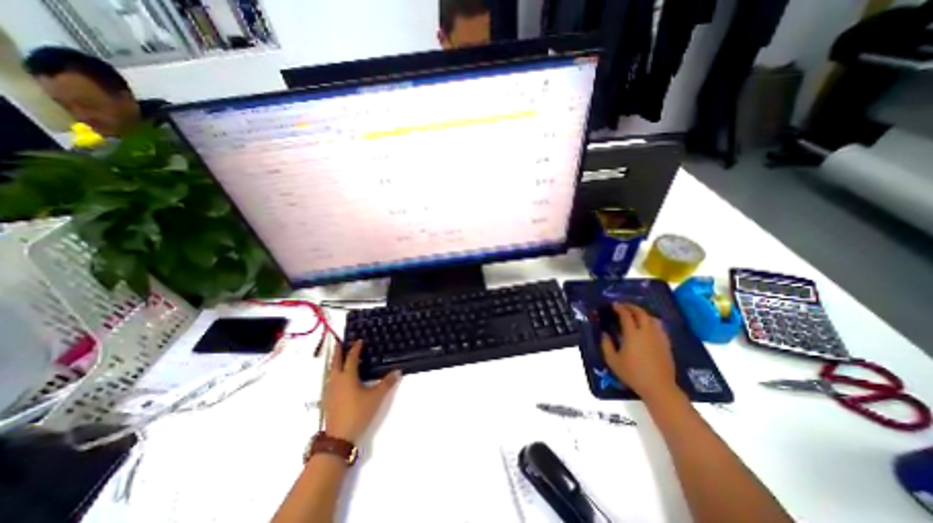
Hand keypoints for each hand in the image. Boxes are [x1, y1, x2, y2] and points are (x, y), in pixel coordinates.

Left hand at [321, 341, 399, 442]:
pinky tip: (338, 378)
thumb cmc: (358, 412)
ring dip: (335, 362)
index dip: (355, 348)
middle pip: (335, 362)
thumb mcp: (376, 397)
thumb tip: (398, 371)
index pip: (351, 358)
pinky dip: (334, 373)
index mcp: (347, 376)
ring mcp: (330, 391)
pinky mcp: (327, 400)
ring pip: (331, 371)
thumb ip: (387, 383)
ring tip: (339, 358)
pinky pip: (330, 380)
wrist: (339, 437)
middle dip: (338, 351)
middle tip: (339, 342)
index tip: (359, 340)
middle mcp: (336, 380)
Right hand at [601, 302, 674, 399]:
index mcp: (632, 334)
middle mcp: (646, 332)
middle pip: (641, 313)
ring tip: (635, 313)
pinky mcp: (666, 343)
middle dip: (631, 306)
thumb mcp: (613, 360)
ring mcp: (658, 337)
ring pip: (652, 318)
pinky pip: (659, 326)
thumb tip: (604, 333)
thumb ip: (606, 345)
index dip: (619, 308)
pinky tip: (648, 325)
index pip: (626, 315)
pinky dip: (651, 321)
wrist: (658, 387)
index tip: (613, 305)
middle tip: (623, 306)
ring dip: (642, 312)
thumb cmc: (633, 374)